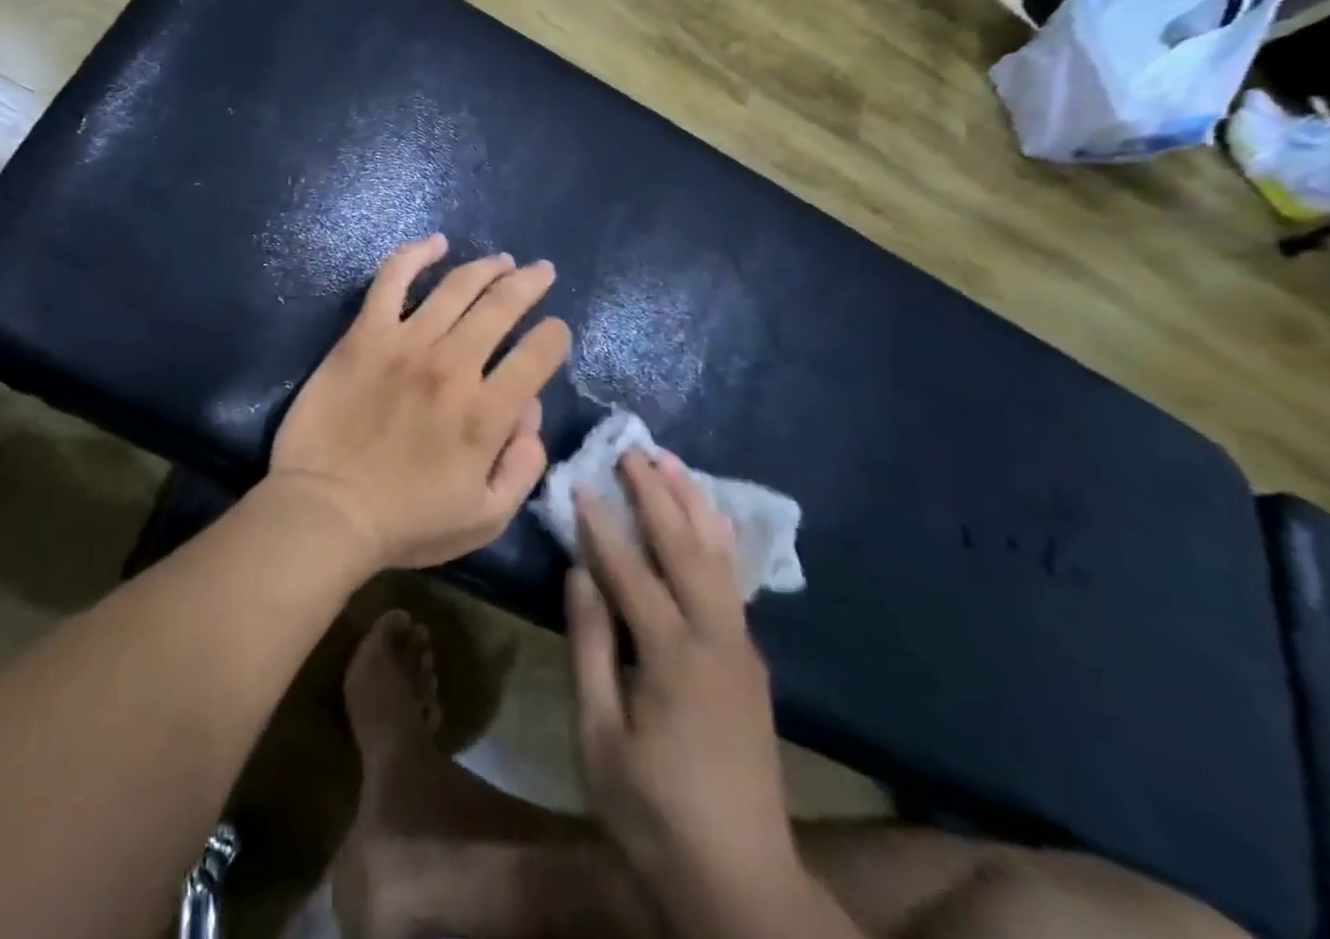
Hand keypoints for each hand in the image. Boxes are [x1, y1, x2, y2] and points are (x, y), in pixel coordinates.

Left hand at [268, 233, 571, 570]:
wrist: (324, 512)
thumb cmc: (406, 522)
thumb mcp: (485, 517)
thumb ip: (523, 467)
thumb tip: (530, 412)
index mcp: (487, 412)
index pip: (540, 353)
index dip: (555, 336)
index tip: (553, 333)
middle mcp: (453, 366)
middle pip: (504, 306)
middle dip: (530, 283)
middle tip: (541, 272)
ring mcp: (406, 344)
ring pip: (458, 287)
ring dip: (487, 267)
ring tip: (502, 261)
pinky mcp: (365, 335)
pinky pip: (392, 279)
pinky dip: (415, 254)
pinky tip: (435, 243)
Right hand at [569, 451, 795, 898]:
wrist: (743, 880)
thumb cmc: (654, 813)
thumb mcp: (600, 738)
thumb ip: (591, 649)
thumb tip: (579, 574)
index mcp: (672, 657)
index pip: (629, 571)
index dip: (600, 525)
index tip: (578, 481)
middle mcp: (714, 637)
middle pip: (683, 547)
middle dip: (654, 494)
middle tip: (630, 450)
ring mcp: (740, 646)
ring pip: (717, 555)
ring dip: (692, 503)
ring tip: (672, 462)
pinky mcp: (750, 660)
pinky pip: (731, 579)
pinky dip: (716, 537)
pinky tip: (708, 519)